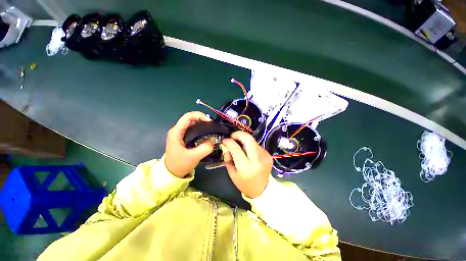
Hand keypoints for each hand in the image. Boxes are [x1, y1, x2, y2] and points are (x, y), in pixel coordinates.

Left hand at [165, 111, 213, 177]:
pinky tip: (206, 133)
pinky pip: (192, 129)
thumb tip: (213, 140)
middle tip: (212, 125)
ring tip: (211, 129)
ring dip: (202, 123)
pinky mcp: (183, 137)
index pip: (188, 116)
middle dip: (202, 119)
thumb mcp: (194, 157)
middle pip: (190, 118)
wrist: (172, 173)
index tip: (209, 122)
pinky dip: (200, 128)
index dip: (200, 116)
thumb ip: (205, 148)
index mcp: (176, 132)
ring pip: (192, 123)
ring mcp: (180, 133)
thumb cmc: (180, 164)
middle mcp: (177, 130)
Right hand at [222, 131, 272, 197]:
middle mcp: (257, 159)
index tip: (224, 140)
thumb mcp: (232, 174)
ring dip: (244, 140)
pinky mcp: (268, 154)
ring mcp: (265, 155)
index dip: (229, 142)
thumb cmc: (245, 184)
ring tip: (238, 144)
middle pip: (248, 138)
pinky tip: (247, 151)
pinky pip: (256, 145)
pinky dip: (250, 145)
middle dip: (238, 134)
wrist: (263, 190)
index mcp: (246, 167)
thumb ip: (228, 159)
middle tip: (232, 136)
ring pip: (252, 140)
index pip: (236, 148)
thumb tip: (226, 146)